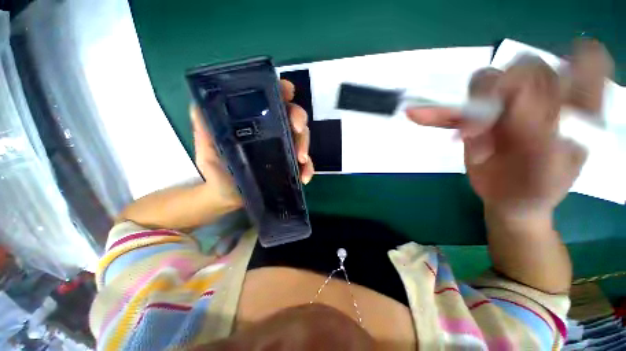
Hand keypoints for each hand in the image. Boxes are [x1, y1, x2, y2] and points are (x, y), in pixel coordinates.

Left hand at [190, 79, 313, 207]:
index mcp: (256, 122)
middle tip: (297, 129)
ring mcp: (284, 149)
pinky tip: (304, 177)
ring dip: (305, 146)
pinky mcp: (289, 166)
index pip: (273, 100)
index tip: (288, 92)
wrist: (227, 194)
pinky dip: (307, 169)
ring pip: (302, 139)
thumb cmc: (217, 168)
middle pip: (293, 117)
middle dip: (299, 120)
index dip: (282, 91)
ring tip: (301, 159)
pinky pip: (304, 164)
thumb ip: (205, 126)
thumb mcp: (208, 145)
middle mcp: (274, 132)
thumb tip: (200, 103)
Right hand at [407, 39, 611, 216]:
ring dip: (470, 109)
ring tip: (468, 138)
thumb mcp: (551, 176)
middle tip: (493, 128)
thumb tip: (522, 113)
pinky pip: (454, 110)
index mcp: (576, 109)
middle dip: (504, 95)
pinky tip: (414, 115)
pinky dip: (435, 113)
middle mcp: (543, 98)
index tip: (547, 98)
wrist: (509, 201)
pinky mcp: (478, 120)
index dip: (569, 68)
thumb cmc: (537, 192)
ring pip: (486, 82)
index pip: (585, 63)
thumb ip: (546, 144)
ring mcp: (507, 107)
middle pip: (524, 67)